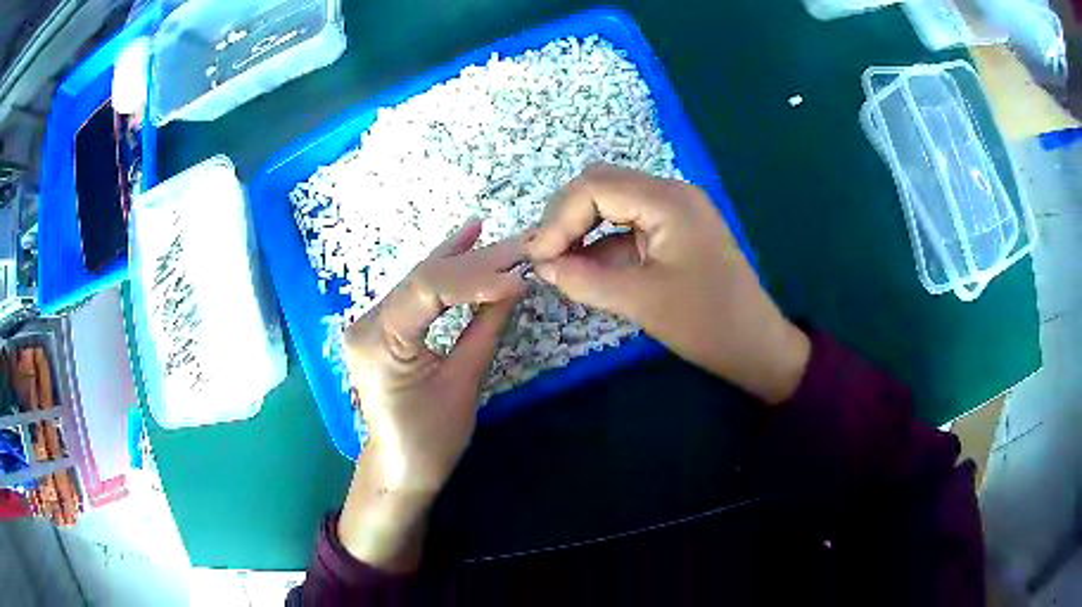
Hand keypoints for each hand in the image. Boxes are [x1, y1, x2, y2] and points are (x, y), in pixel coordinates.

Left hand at [339, 217, 525, 571]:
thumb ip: (485, 327)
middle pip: (425, 278)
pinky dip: (443, 270)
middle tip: (521, 246)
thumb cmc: (432, 438)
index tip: (518, 276)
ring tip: (498, 235)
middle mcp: (367, 322)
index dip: (476, 276)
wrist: (400, 466)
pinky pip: (415, 293)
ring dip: (463, 258)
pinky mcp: (382, 325)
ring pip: (420, 279)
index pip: (428, 289)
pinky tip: (464, 241)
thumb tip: (515, 285)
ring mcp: (370, 321)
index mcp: (380, 342)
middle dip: (477, 262)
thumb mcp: (463, 383)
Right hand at [527, 164, 809, 404]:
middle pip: (601, 186)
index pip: (596, 187)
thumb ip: (586, 280)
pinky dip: (601, 244)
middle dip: (566, 218)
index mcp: (669, 200)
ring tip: (556, 263)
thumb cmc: (707, 323)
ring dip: (581, 229)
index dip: (558, 218)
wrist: (756, 345)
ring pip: (611, 204)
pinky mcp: (673, 233)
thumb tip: (541, 266)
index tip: (537, 258)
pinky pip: (627, 226)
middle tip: (544, 257)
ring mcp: (674, 212)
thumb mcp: (643, 301)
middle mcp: (671, 194)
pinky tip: (583, 268)